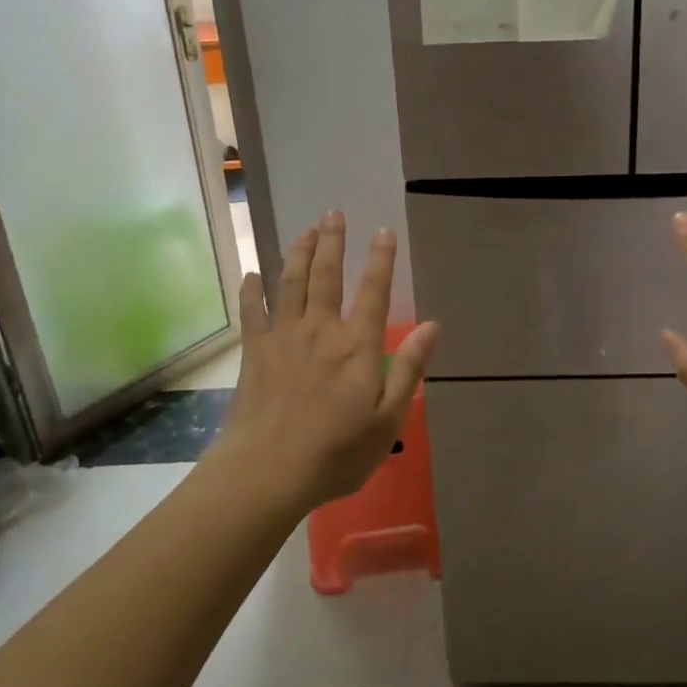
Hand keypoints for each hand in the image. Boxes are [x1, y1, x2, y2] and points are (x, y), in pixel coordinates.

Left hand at [213, 211, 438, 512]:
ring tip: (305, 231)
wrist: (267, 472)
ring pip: (291, 283)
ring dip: (299, 253)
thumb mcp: (388, 420)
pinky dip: (252, 290)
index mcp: (357, 346)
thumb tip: (433, 326)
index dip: (381, 260)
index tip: (383, 231)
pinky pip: (253, 311)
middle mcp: (321, 330)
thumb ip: (409, 369)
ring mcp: (284, 337)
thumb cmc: (336, 453)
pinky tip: (252, 275)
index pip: (374, 291)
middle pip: (327, 276)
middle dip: (333, 242)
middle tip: (333, 214)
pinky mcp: (255, 352)